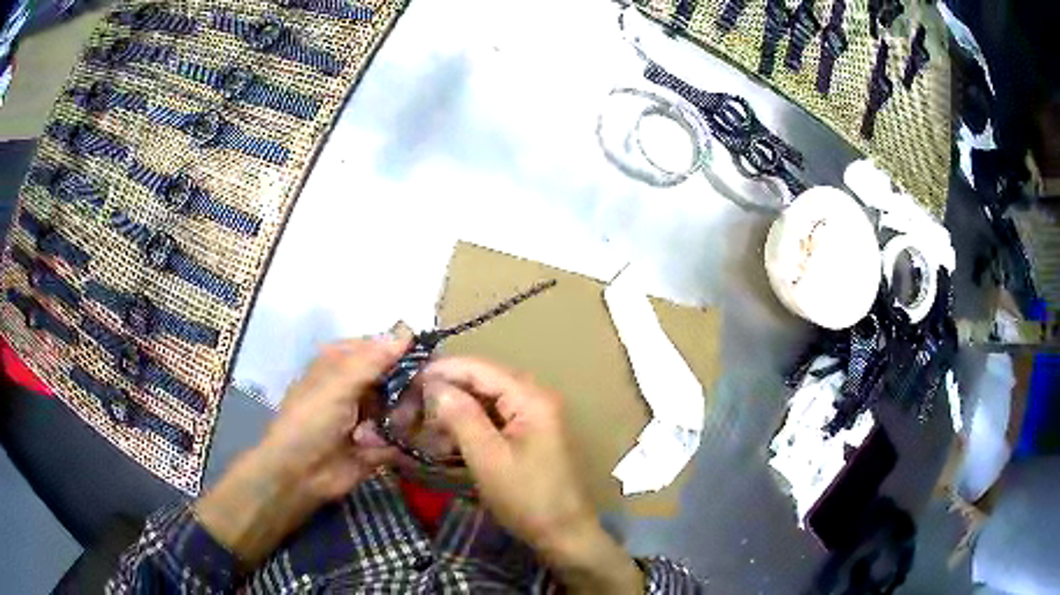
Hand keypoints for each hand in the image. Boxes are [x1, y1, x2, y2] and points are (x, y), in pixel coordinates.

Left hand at [257, 333, 410, 500]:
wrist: (299, 475)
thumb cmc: (310, 422)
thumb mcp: (337, 385)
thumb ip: (373, 360)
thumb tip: (408, 331)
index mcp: (343, 363)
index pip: (383, 348)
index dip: (407, 353)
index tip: (433, 362)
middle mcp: (359, 385)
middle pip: (400, 377)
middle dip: (408, 390)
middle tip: (413, 402)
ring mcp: (370, 415)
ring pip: (405, 406)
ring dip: (400, 418)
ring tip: (382, 431)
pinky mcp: (380, 443)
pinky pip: (404, 435)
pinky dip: (401, 439)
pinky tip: (387, 444)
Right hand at [421, 357, 643, 593]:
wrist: (563, 534)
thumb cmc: (527, 497)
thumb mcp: (489, 458)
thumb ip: (461, 417)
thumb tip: (434, 385)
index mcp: (531, 398)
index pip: (480, 368)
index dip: (443, 370)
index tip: (408, 379)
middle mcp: (534, 399)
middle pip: (483, 382)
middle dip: (447, 391)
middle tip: (411, 403)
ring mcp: (533, 418)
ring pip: (485, 402)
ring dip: (455, 410)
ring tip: (423, 423)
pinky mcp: (527, 436)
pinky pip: (493, 421)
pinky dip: (468, 426)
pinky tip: (446, 439)